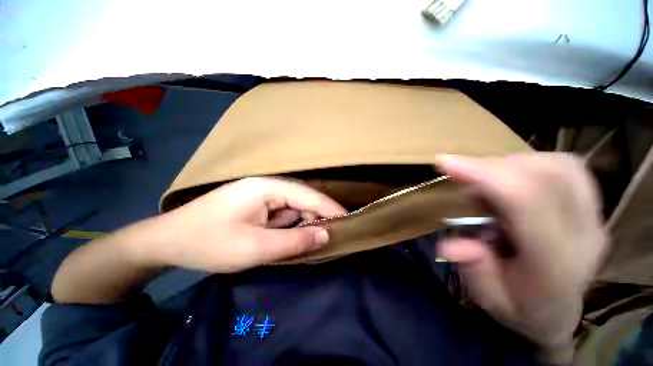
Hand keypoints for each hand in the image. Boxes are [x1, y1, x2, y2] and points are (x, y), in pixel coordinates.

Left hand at [145, 177, 345, 272]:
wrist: (167, 242)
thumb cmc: (209, 243)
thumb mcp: (255, 247)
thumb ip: (294, 241)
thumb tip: (325, 234)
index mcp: (267, 187)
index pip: (307, 194)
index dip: (329, 207)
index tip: (348, 218)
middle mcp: (267, 186)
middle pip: (301, 199)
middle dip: (316, 216)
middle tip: (332, 234)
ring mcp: (261, 196)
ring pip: (293, 208)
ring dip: (303, 223)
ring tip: (316, 238)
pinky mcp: (257, 206)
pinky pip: (282, 214)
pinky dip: (290, 226)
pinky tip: (294, 237)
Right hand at [435, 154, 607, 359]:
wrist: (557, 311)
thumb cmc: (520, 308)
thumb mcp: (490, 300)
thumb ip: (474, 271)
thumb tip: (450, 245)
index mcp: (556, 266)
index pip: (528, 205)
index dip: (485, 175)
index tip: (444, 162)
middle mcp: (583, 235)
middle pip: (546, 176)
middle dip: (492, 167)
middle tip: (461, 174)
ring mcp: (593, 217)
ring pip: (558, 166)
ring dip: (510, 165)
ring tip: (485, 181)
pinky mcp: (592, 205)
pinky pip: (566, 167)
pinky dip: (531, 163)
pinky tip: (511, 178)